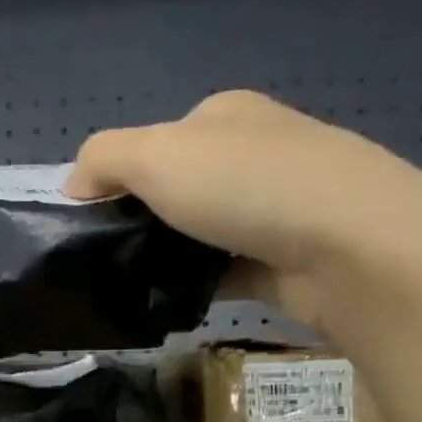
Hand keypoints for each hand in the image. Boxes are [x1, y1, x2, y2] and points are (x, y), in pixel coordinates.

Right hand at [65, 90, 421, 328]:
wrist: (348, 246)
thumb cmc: (245, 186)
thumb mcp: (154, 155)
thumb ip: (102, 159)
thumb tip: (73, 185)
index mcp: (225, 116)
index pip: (158, 142)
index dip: (120, 177)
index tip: (94, 221)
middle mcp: (256, 153)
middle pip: (182, 188)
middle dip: (147, 221)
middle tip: (113, 259)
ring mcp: (280, 206)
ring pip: (206, 232)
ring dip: (174, 256)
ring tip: (137, 287)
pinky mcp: (290, 257)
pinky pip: (230, 271)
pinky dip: (203, 286)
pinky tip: (176, 305)